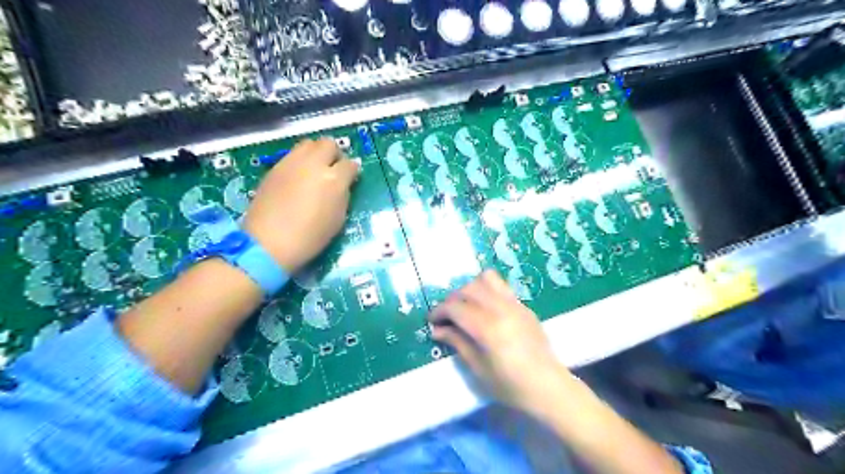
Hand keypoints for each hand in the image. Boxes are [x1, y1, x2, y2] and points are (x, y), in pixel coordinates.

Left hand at [243, 139, 357, 272]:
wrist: (269, 242)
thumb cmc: (310, 237)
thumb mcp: (338, 219)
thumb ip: (343, 195)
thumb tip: (344, 184)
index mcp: (334, 179)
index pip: (350, 164)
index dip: (352, 171)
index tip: (351, 178)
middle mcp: (313, 164)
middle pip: (328, 144)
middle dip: (334, 154)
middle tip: (333, 169)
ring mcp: (291, 163)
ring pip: (308, 144)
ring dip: (316, 153)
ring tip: (315, 170)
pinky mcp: (275, 168)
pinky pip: (292, 155)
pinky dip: (300, 161)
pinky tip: (298, 178)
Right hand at [429, 273, 574, 416]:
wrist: (548, 387)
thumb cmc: (510, 385)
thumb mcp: (478, 368)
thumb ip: (457, 343)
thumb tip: (437, 330)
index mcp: (489, 328)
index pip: (456, 308)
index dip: (439, 311)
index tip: (432, 321)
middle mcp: (502, 309)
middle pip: (468, 289)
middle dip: (452, 299)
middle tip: (447, 316)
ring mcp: (515, 305)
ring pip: (486, 279)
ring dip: (470, 289)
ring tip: (466, 306)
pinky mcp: (523, 306)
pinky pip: (501, 287)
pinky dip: (486, 290)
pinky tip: (484, 309)